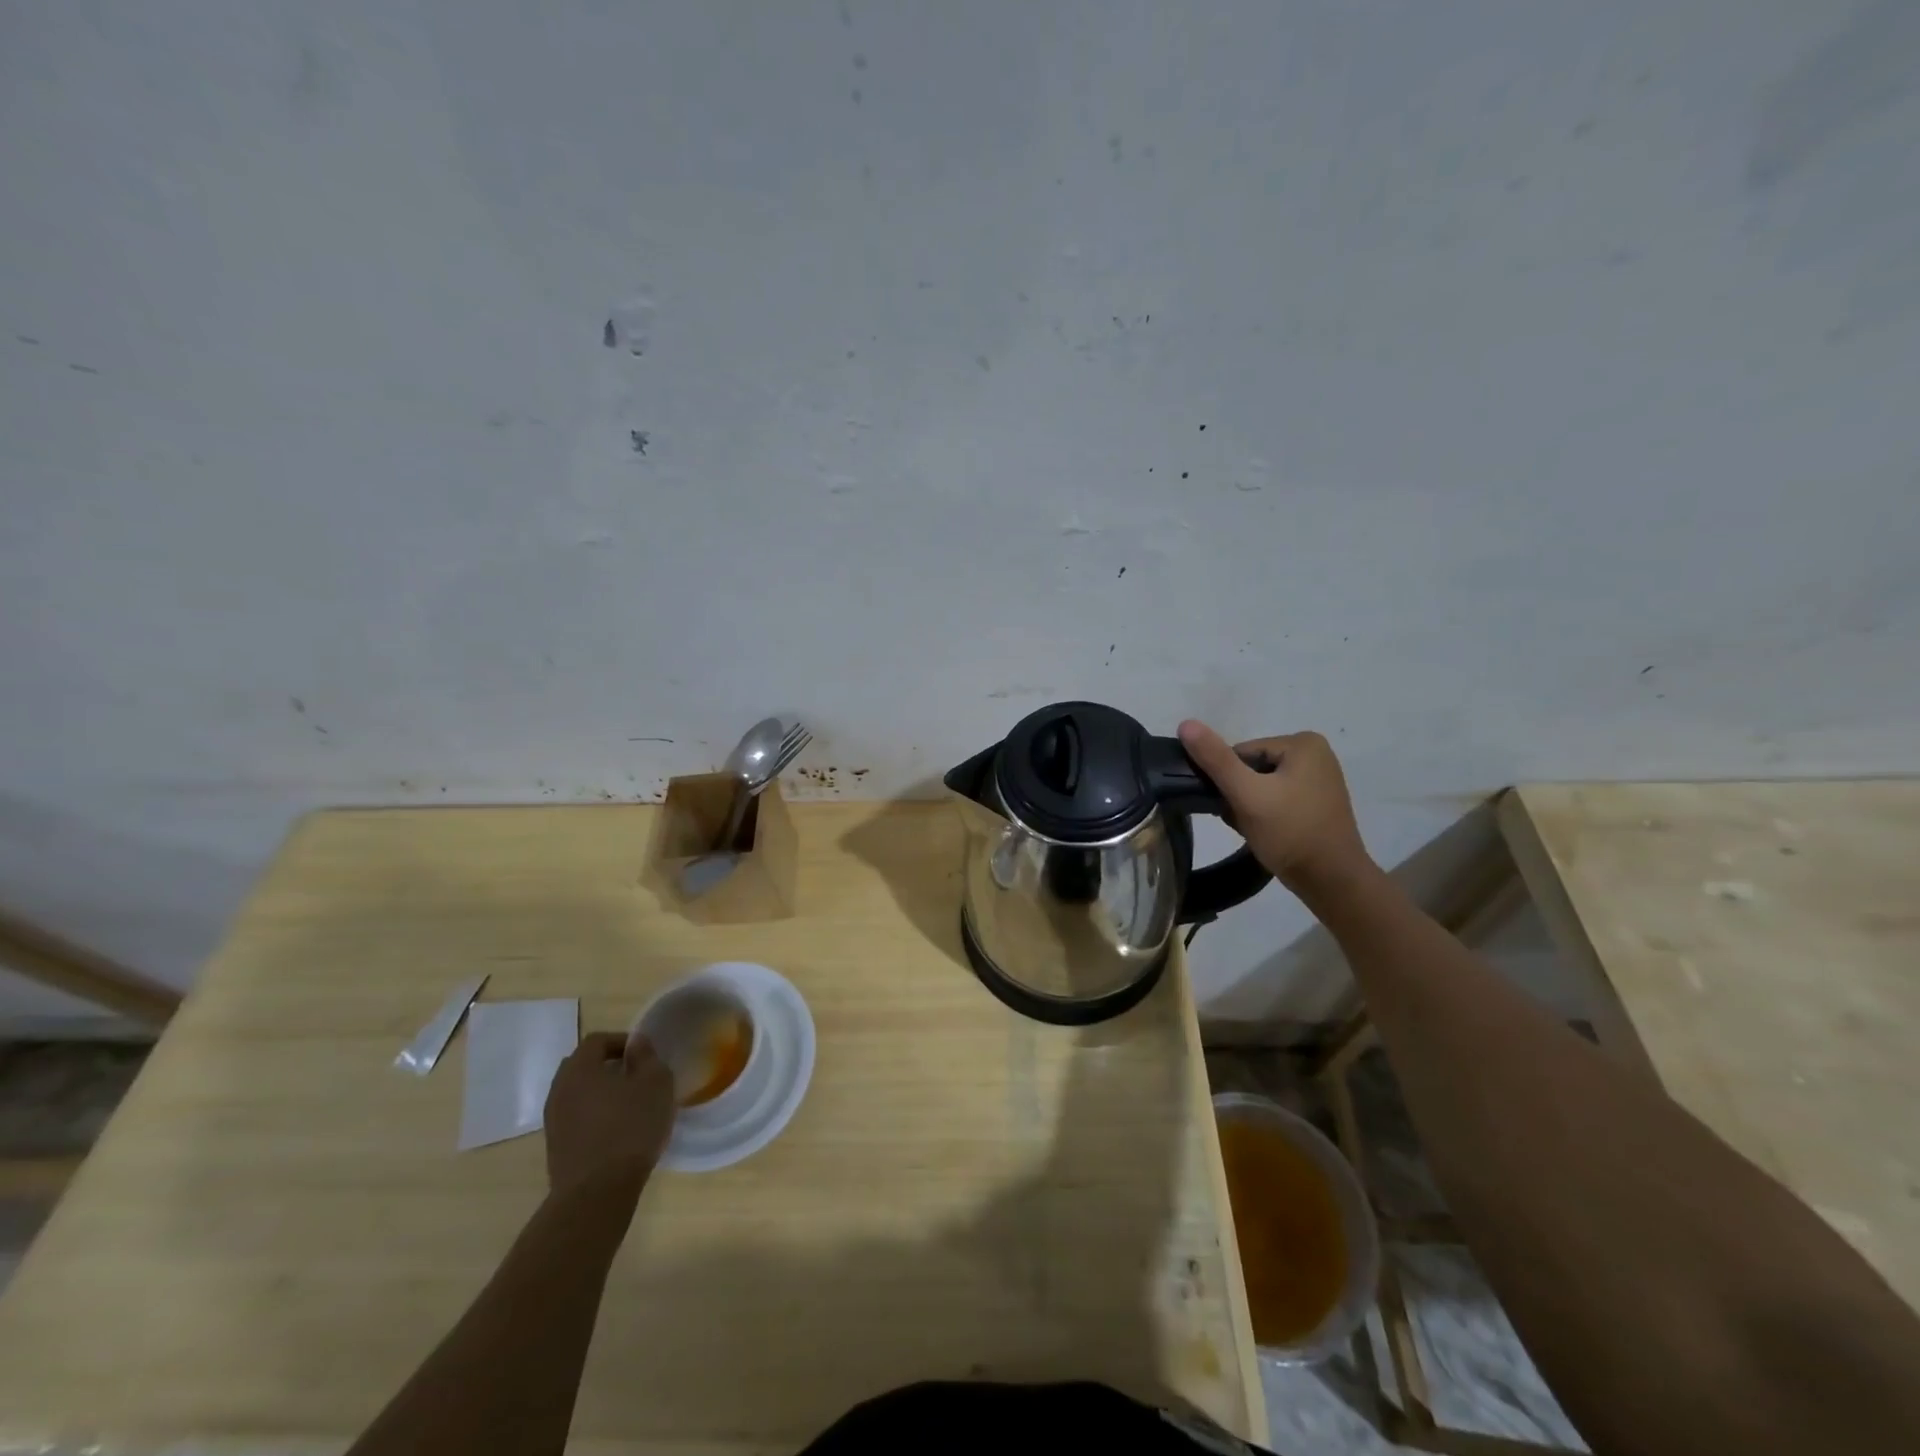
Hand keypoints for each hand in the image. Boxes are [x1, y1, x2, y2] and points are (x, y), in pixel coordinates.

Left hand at [543, 1032, 675, 1202]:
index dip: (622, 1041)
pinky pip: (576, 1118)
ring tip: (629, 1105)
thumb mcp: (655, 1083)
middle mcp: (559, 1089)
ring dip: (601, 1092)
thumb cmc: (630, 1127)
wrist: (596, 1193)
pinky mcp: (555, 1147)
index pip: (597, 1040)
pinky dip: (594, 1115)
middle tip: (636, 1076)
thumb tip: (636, 1043)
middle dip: (609, 1066)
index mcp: (579, 1068)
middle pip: (582, 1065)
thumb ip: (646, 1057)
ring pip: (578, 1093)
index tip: (644, 1056)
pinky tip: (616, 1130)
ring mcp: (553, 1121)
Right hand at [1177, 720, 1374, 899]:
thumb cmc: (1291, 833)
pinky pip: (1276, 799)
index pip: (1241, 753)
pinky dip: (1264, 814)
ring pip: (1261, 785)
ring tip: (1254, 829)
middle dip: (1239, 794)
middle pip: (1251, 768)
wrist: (1332, 882)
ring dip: (1248, 806)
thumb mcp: (1247, 794)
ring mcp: (1318, 780)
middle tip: (1243, 821)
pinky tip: (1265, 833)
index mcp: (1303, 743)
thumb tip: (1185, 724)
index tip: (1233, 806)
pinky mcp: (1316, 803)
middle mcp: (1315, 754)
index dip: (1228, 780)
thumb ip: (1215, 759)